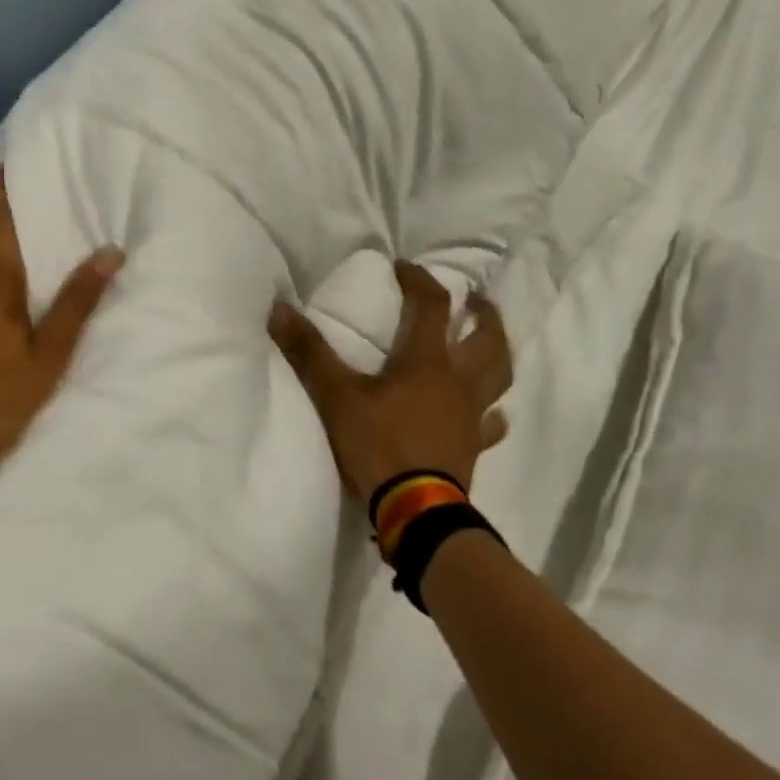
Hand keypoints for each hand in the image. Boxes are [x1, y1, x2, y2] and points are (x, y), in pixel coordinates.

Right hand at [268, 260, 512, 505]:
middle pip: (486, 338)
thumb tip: (280, 309)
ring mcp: (471, 416)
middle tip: (476, 300)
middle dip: (482, 314)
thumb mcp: (337, 397)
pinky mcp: (474, 447)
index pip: (434, 305)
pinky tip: (490, 414)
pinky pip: (492, 425)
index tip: (403, 267)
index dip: (420, 280)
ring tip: (489, 342)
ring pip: (499, 376)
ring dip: (497, 353)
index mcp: (428, 361)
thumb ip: (309, 352)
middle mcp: (458, 381)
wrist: (417, 512)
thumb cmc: (380, 446)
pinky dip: (492, 413)